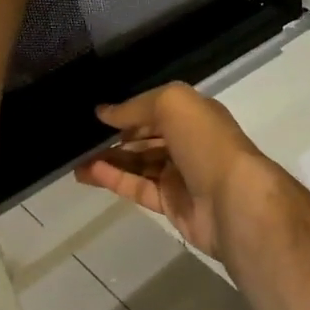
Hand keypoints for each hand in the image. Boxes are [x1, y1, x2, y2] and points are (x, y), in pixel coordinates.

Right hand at [74, 84, 267, 263]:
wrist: (234, 201)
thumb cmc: (207, 143)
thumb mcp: (174, 104)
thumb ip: (137, 106)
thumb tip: (104, 112)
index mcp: (195, 114)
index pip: (157, 109)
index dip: (128, 111)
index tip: (96, 115)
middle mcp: (189, 142)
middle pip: (146, 137)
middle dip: (116, 137)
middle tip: (79, 139)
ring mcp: (181, 175)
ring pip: (139, 164)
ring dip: (109, 160)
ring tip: (74, 159)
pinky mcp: (172, 204)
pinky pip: (138, 188)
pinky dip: (114, 180)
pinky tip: (89, 173)